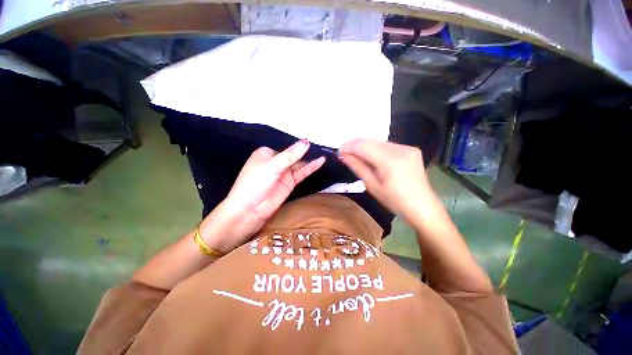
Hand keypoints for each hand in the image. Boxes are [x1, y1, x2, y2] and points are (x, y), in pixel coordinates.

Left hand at [205, 139, 324, 251]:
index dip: (298, 143)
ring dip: (310, 159)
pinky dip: (311, 167)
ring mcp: (283, 173)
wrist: (249, 210)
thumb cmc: (255, 182)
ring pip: (299, 164)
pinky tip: (321, 161)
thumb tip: (306, 141)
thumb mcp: (272, 165)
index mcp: (266, 153)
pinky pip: (302, 173)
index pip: (285, 146)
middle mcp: (276, 162)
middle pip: (293, 155)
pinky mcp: (290, 183)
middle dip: (306, 150)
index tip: (313, 138)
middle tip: (323, 144)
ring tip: (325, 151)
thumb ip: (291, 154)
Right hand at [339, 138, 437, 220]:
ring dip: (365, 147)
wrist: (422, 206)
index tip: (339, 151)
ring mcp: (407, 147)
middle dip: (355, 145)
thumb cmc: (395, 201)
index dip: (349, 146)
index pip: (364, 146)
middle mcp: (400, 149)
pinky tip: (372, 157)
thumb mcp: (372, 186)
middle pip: (371, 141)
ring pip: (379, 142)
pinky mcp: (411, 149)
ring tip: (356, 156)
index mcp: (390, 161)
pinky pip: (388, 145)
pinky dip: (376, 149)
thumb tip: (343, 155)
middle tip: (345, 153)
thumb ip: (357, 167)